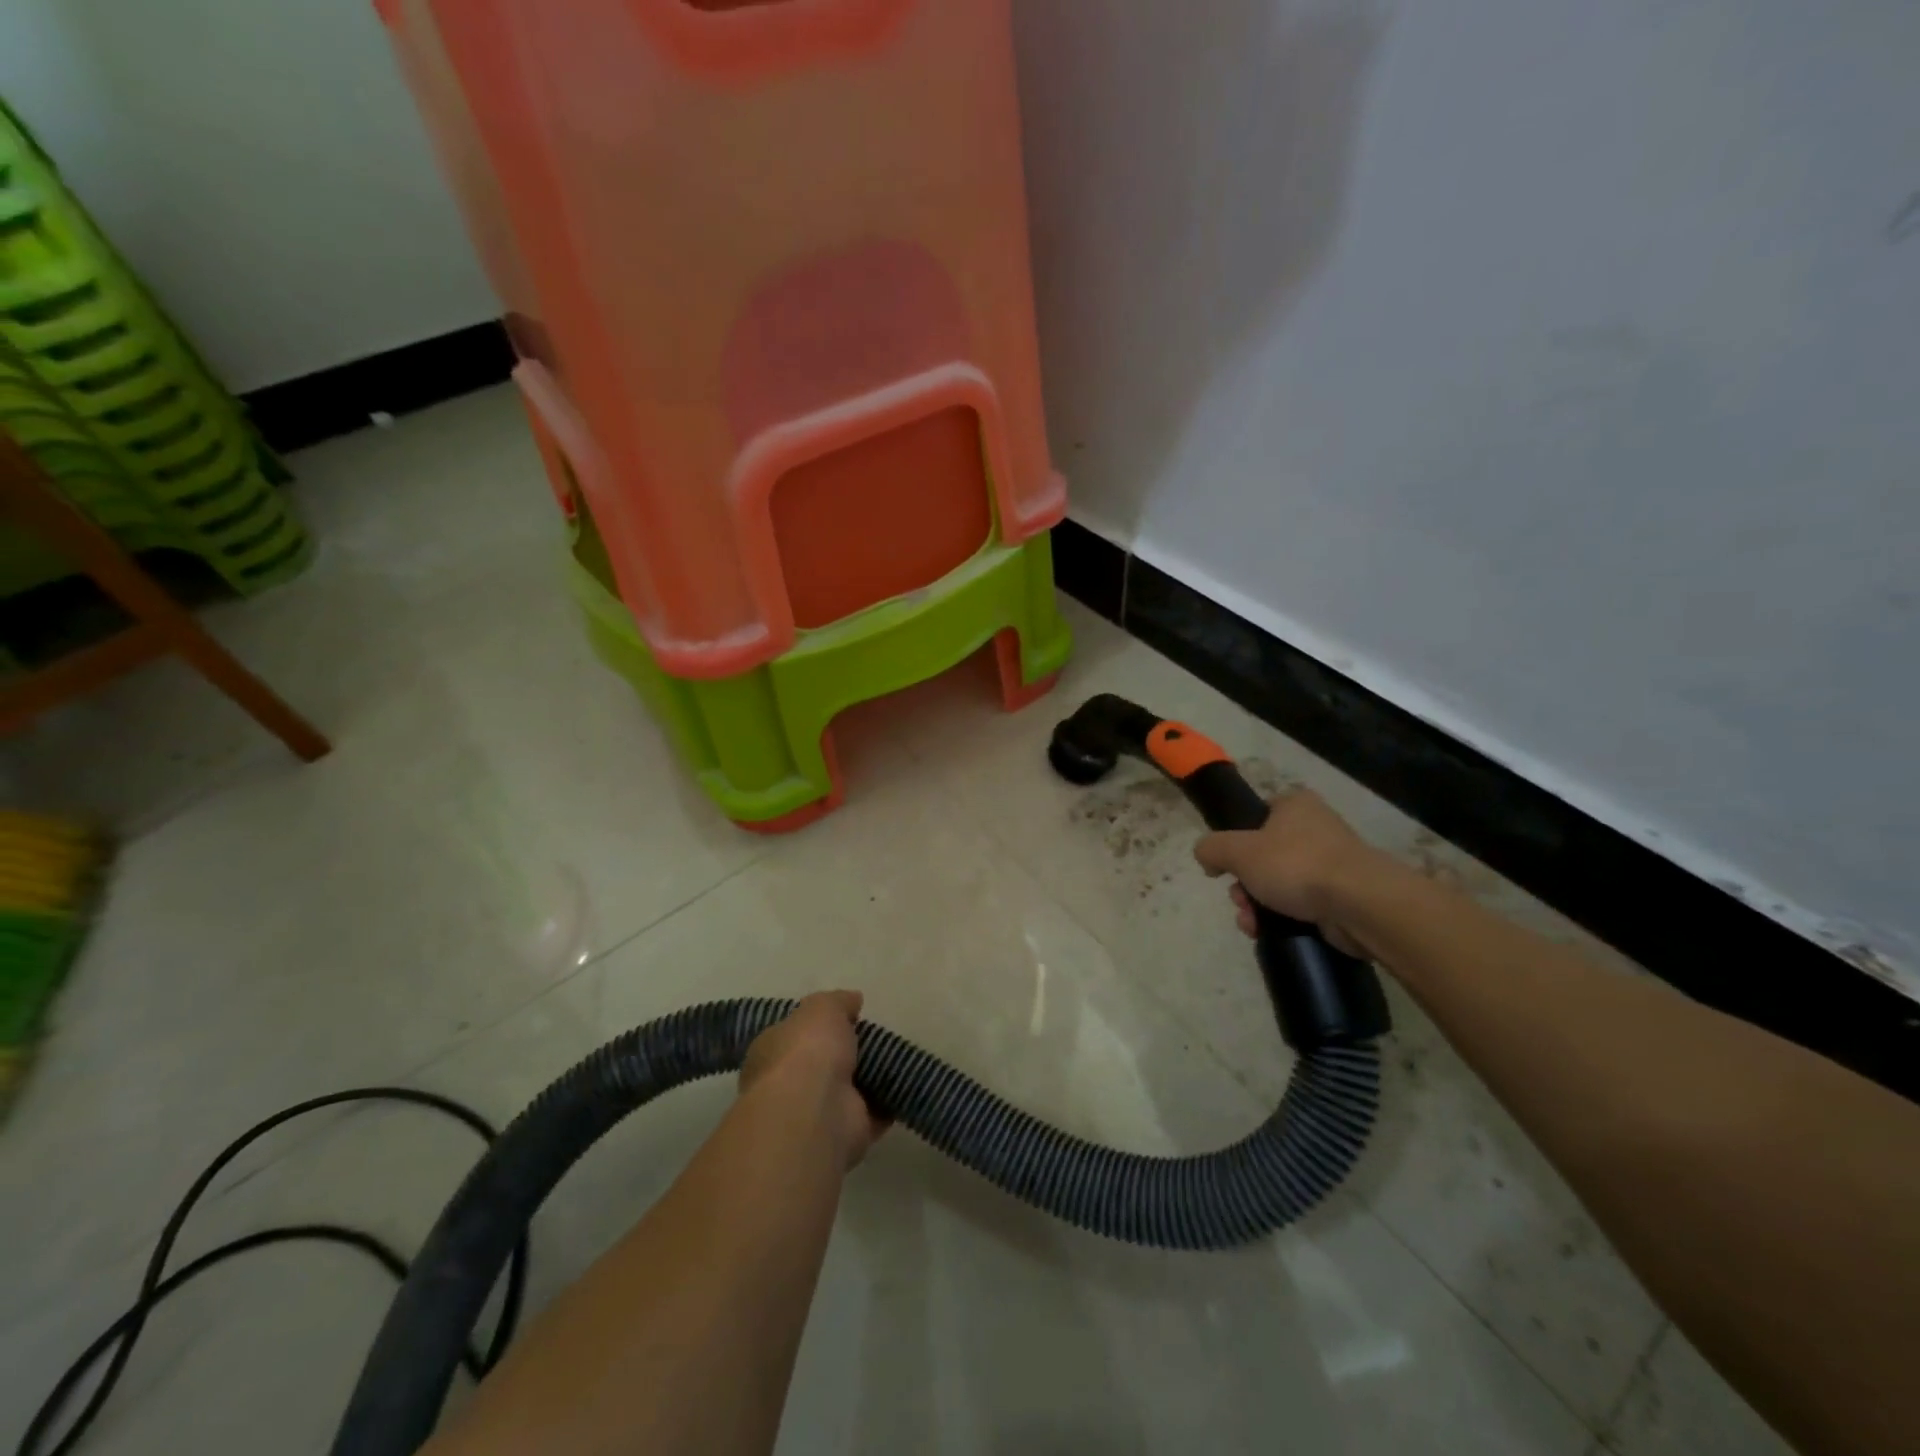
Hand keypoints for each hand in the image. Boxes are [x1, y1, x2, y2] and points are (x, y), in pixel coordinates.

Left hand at [740, 991, 889, 1168]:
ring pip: (847, 1091)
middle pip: (821, 1064)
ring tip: (896, 1059)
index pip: (794, 1034)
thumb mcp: (822, 1007)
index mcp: (772, 1051)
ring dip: (868, 1080)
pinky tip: (905, 1086)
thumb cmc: (807, 1050)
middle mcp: (789, 1085)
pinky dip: (887, 1104)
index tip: (846, 1018)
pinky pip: (872, 1114)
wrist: (815, 1111)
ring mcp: (816, 1113)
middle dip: (845, 1055)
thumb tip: (853, 1000)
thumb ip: (838, 1002)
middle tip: (875, 1039)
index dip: (818, 1026)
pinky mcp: (845, 1135)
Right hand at [1192, 789, 1381, 956]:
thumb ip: (1211, 848)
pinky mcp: (1342, 896)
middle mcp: (1315, 828)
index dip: (1234, 841)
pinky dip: (1281, 919)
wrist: (1360, 904)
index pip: (1255, 816)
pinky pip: (1300, 905)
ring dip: (1256, 904)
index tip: (1225, 866)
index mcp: (1294, 805)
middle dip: (1243, 883)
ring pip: (1278, 884)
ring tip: (1251, 922)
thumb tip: (1207, 857)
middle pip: (1262, 856)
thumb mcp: (1237, 850)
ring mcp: (1331, 864)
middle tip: (1239, 899)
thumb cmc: (1296, 864)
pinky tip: (1268, 932)